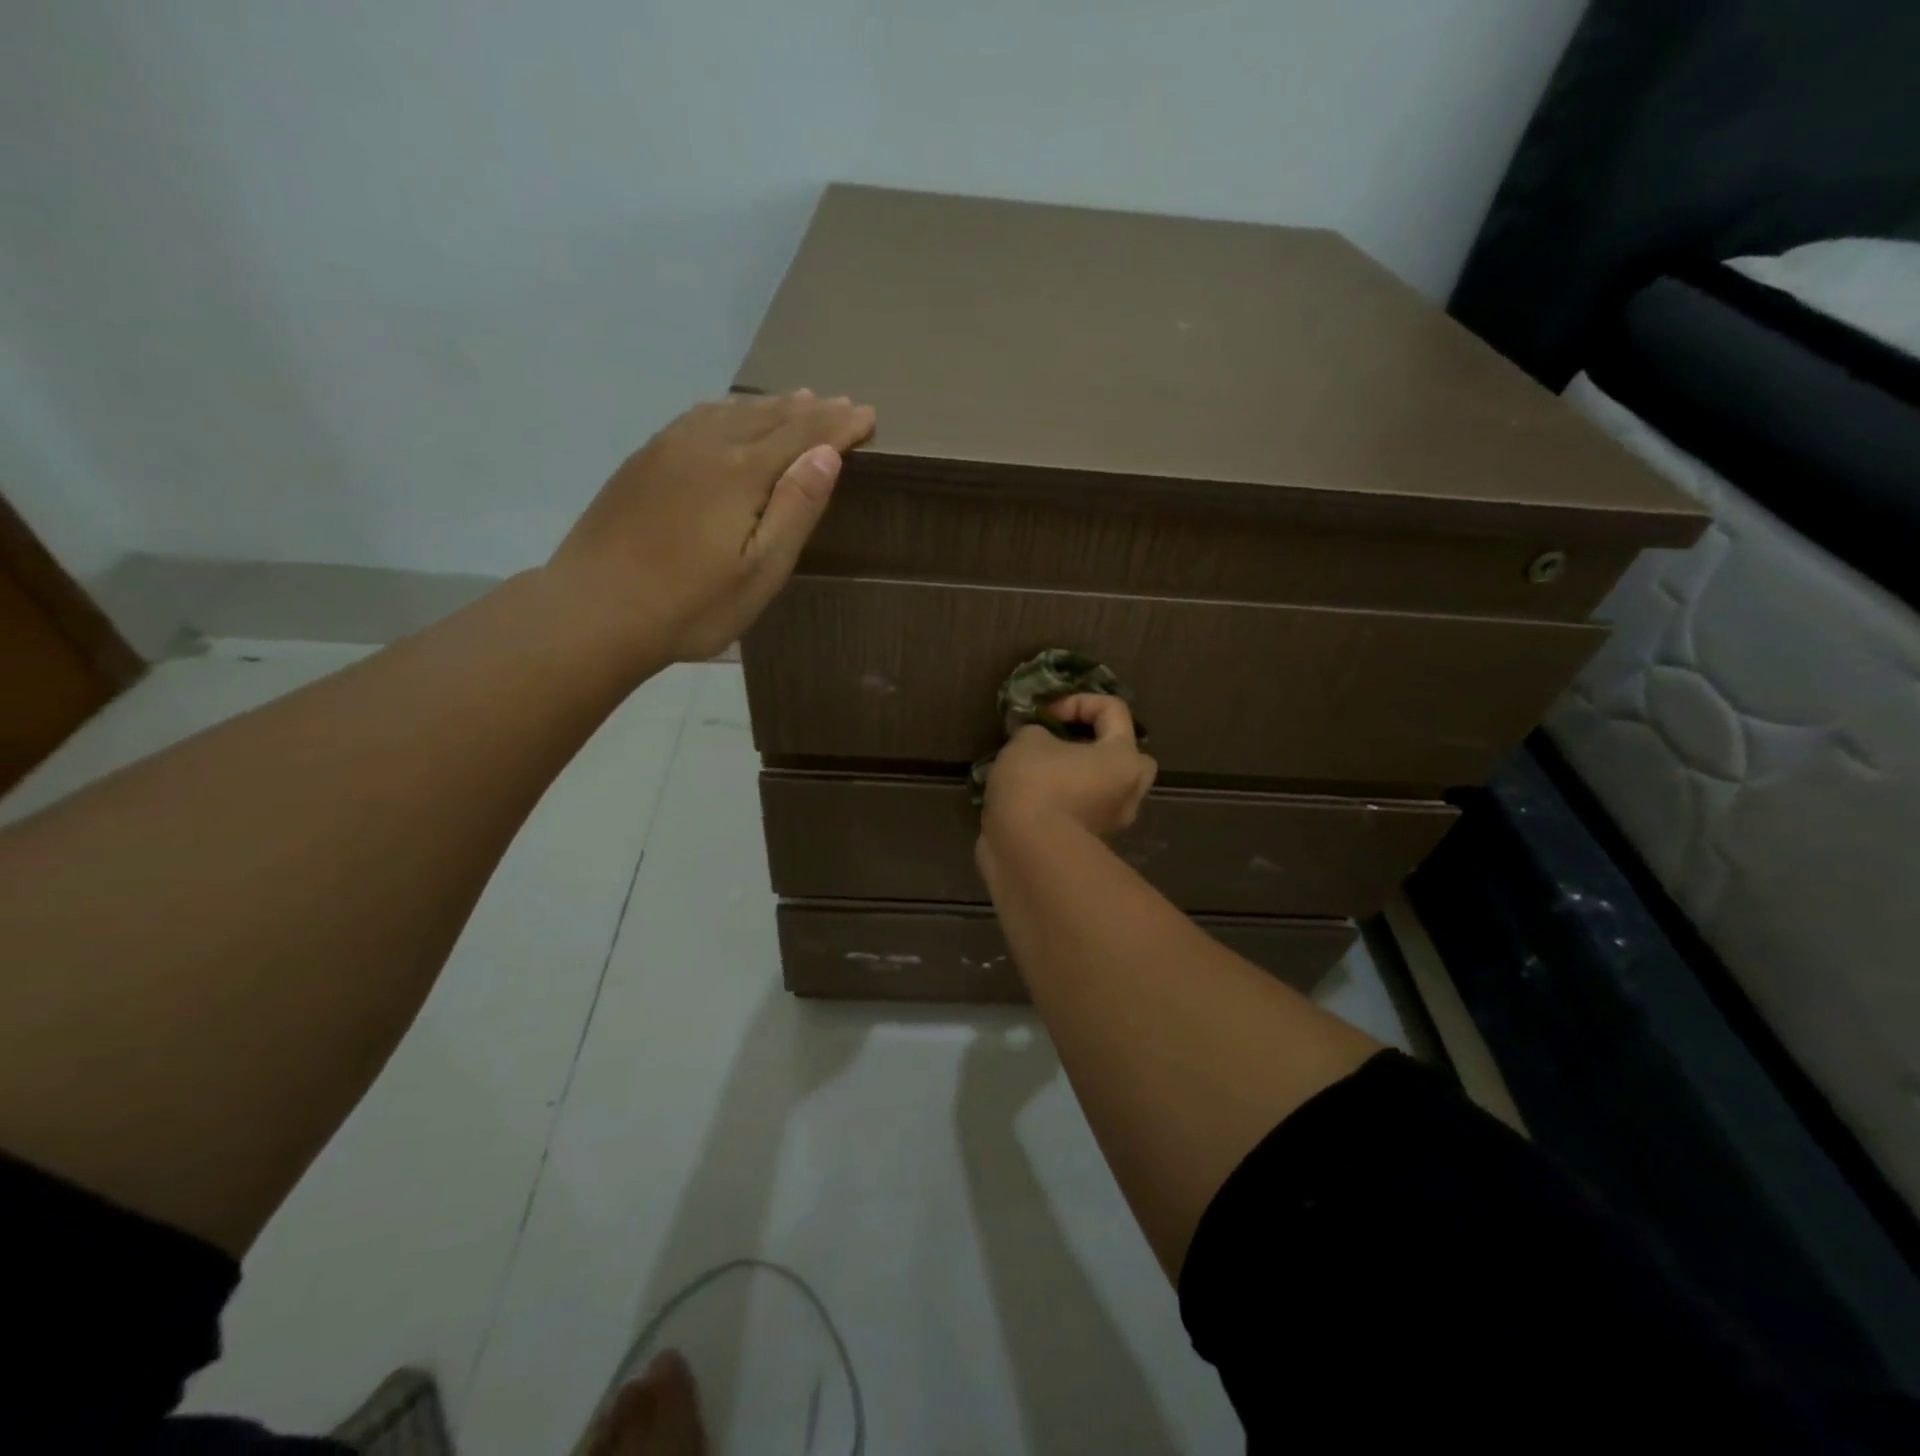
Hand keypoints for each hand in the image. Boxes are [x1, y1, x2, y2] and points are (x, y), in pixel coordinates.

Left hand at [549, 390, 876, 663]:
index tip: (868, 415)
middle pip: (768, 416)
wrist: (594, 611)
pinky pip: (698, 418)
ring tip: (797, 400)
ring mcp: (668, 448)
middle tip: (841, 403)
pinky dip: (729, 410)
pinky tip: (730, 415)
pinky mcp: (642, 461)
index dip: (838, 425)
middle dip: (810, 410)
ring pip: (730, 411)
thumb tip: (826, 455)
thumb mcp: (760, 571)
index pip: (803, 434)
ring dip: (770, 405)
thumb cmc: (691, 605)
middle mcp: (706, 445)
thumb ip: (795, 509)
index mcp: (741, 472)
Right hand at [982, 695, 1156, 840]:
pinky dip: (1065, 804)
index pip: (1113, 710)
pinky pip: (1083, 812)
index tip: (1045, 715)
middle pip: (1126, 757)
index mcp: (1123, 757)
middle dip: (1099, 746)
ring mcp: (1111, 824)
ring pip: (1104, 789)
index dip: (1077, 702)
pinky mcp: (1089, 847)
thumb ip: (1039, 730)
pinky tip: (1033, 802)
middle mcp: (1128, 792)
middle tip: (1066, 745)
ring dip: (1079, 778)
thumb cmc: (1036, 785)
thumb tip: (1041, 741)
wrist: (1027, 854)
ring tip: (1041, 774)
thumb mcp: (1028, 740)